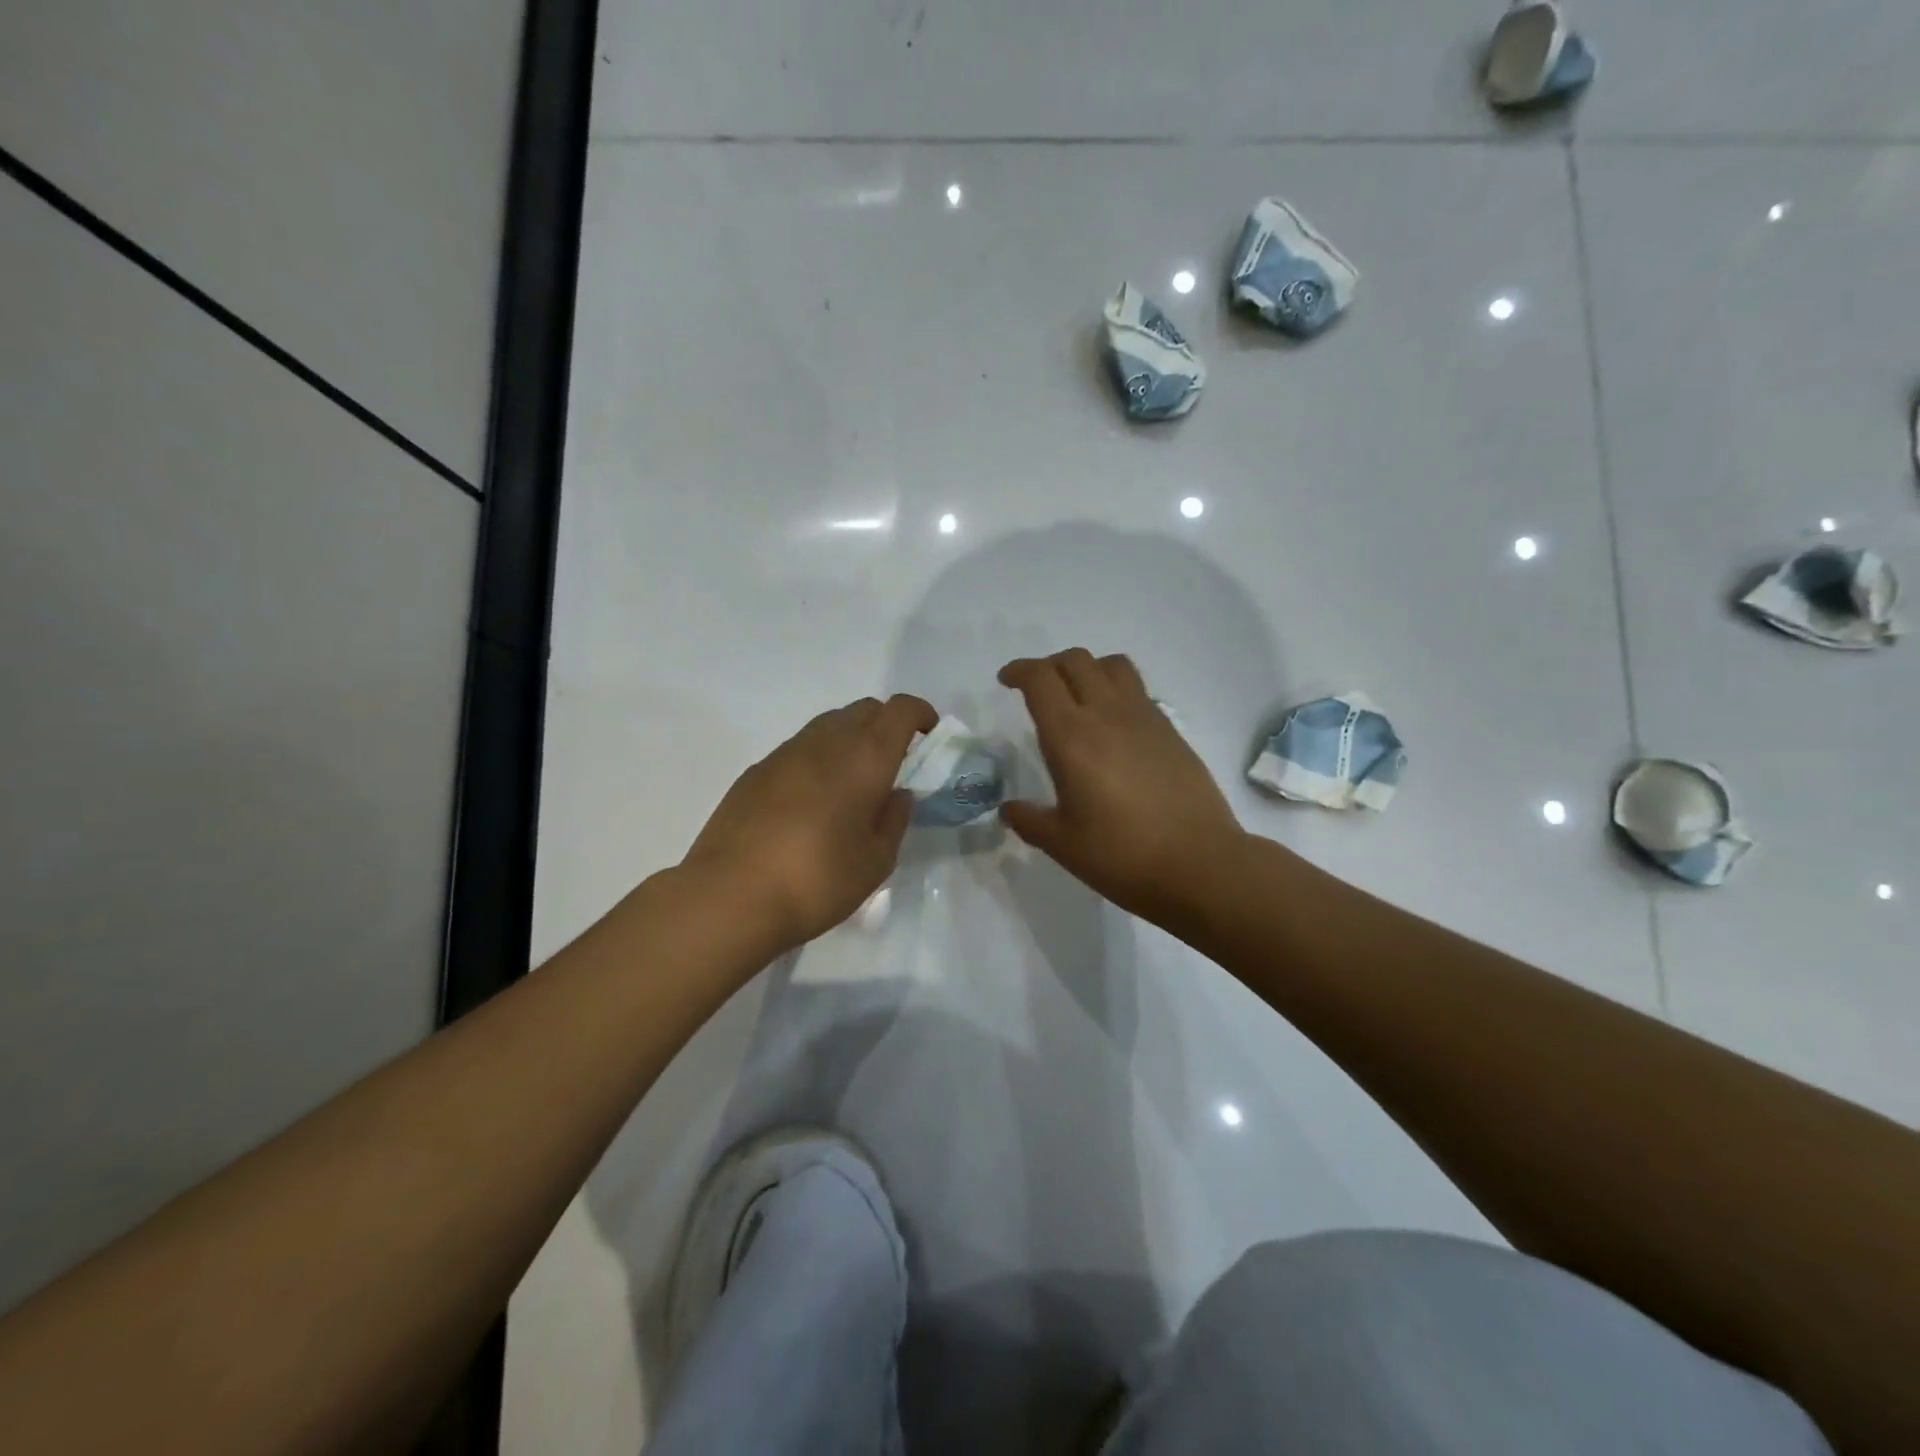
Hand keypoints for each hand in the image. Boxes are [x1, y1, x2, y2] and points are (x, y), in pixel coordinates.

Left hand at [684, 694, 936, 952]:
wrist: (731, 897)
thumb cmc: (817, 881)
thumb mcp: (875, 861)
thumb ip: (894, 820)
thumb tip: (897, 794)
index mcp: (864, 758)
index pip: (899, 710)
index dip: (919, 714)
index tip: (928, 736)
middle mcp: (825, 742)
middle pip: (863, 709)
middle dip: (886, 724)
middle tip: (893, 762)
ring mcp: (784, 753)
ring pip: (828, 725)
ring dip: (850, 739)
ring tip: (852, 782)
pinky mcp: (755, 772)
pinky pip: (798, 749)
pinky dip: (817, 758)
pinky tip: (811, 800)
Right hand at [998, 649, 1244, 924]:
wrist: (1200, 864)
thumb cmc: (1122, 856)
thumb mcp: (1063, 845)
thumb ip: (1029, 821)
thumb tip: (1009, 810)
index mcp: (1072, 737)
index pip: (1041, 679)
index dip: (1019, 671)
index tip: (1006, 681)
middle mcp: (1107, 714)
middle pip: (1075, 661)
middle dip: (1049, 665)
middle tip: (1036, 689)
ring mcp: (1144, 718)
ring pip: (1112, 665)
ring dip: (1087, 669)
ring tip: (1077, 696)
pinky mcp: (1170, 730)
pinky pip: (1137, 690)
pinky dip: (1115, 690)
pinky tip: (1112, 726)